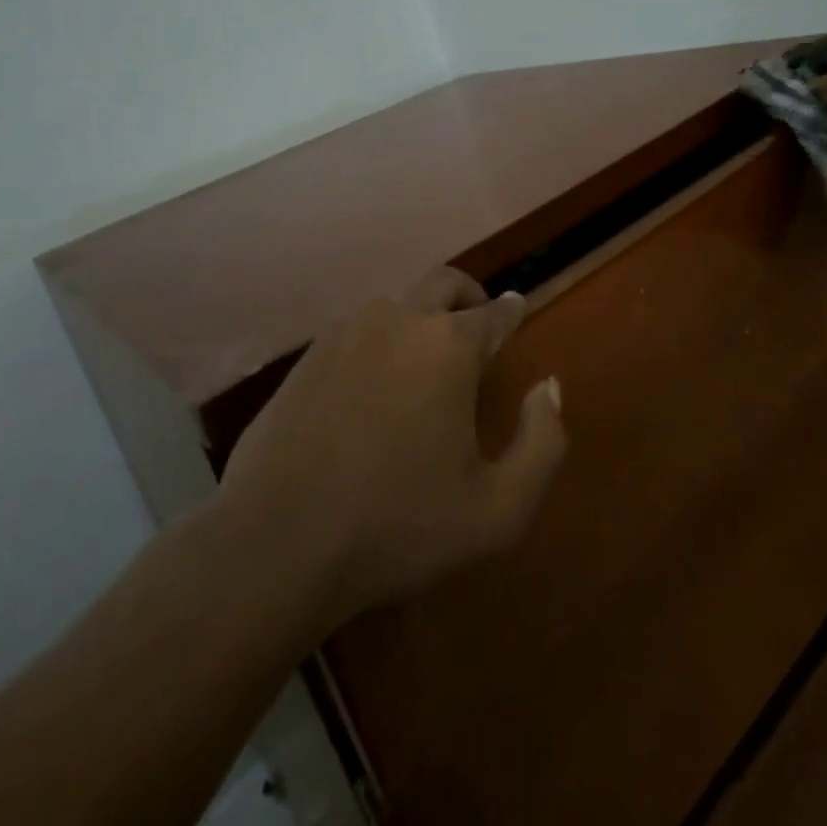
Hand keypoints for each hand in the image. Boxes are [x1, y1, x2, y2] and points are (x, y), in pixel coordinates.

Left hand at [216, 269, 566, 632]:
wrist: (277, 543)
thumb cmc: (398, 527)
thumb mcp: (498, 510)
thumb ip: (543, 442)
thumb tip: (549, 386)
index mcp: (449, 346)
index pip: (494, 312)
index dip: (511, 311)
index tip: (517, 310)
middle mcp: (399, 320)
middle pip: (445, 283)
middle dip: (469, 297)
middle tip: (477, 325)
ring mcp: (346, 332)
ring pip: (397, 304)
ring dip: (420, 320)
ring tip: (425, 365)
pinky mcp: (307, 355)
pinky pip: (358, 331)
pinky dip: (380, 342)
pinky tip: (373, 386)